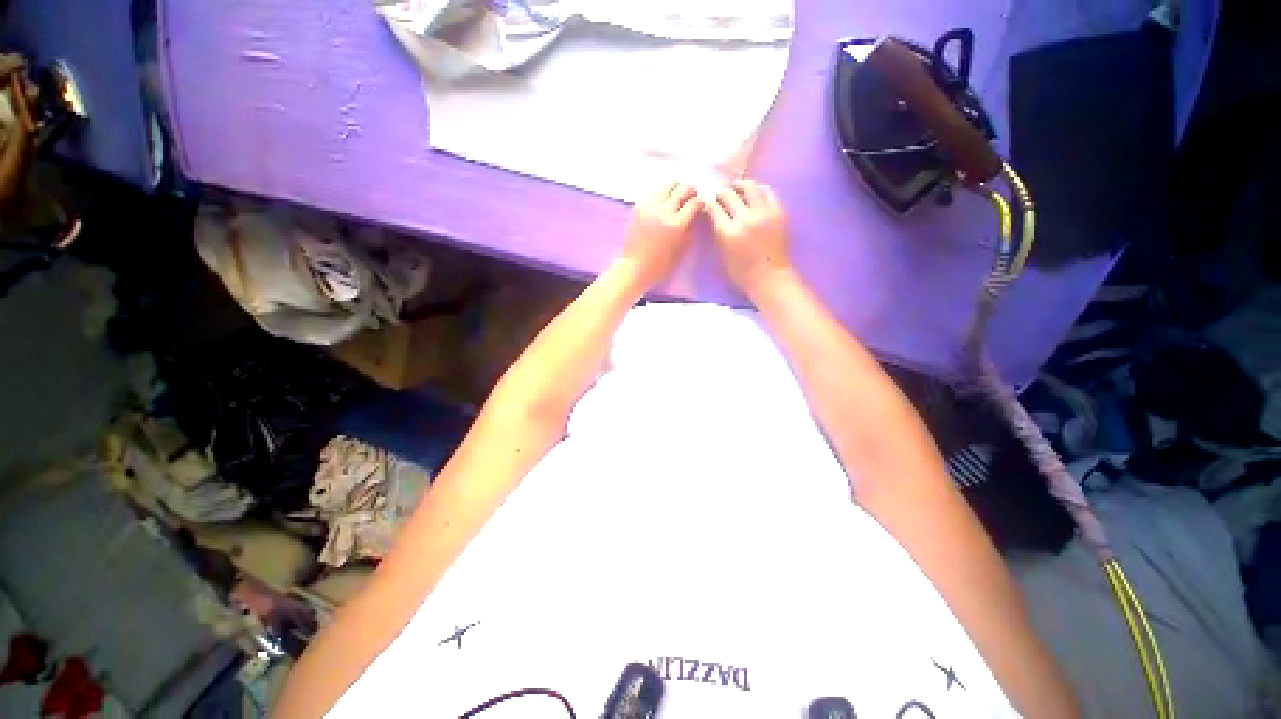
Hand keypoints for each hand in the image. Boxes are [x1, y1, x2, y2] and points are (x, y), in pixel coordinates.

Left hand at [619, 181, 699, 288]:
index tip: (701, 205)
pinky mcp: (639, 206)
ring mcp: (650, 206)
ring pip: (668, 185)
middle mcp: (664, 211)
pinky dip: (663, 194)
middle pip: (683, 188)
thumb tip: (697, 214)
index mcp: (676, 224)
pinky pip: (655, 192)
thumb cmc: (661, 264)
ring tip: (678, 197)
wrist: (635, 266)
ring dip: (676, 189)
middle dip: (690, 191)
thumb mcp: (681, 249)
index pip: (694, 203)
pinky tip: (664, 203)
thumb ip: (691, 229)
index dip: (700, 202)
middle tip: (691, 198)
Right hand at [707, 179, 792, 296]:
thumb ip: (718, 232)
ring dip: (740, 186)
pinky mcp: (778, 211)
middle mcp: (745, 218)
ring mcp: (763, 213)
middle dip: (722, 194)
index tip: (709, 204)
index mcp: (728, 232)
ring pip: (749, 186)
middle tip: (721, 196)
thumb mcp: (722, 254)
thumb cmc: (742, 272)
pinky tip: (754, 194)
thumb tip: (715, 215)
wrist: (770, 277)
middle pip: (729, 194)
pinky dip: (758, 190)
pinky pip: (767, 191)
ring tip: (737, 189)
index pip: (714, 207)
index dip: (709, 203)